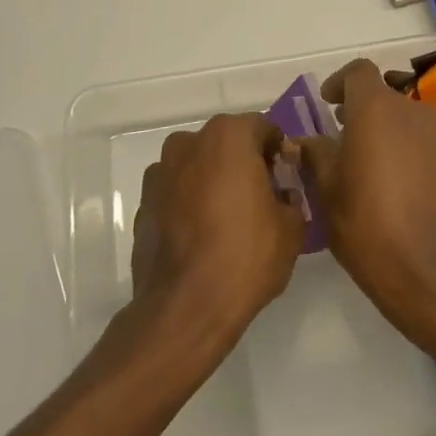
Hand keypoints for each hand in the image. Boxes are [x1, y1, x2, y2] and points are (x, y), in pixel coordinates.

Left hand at [130, 113, 304, 350]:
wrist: (185, 307)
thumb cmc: (246, 256)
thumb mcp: (292, 227)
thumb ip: (291, 198)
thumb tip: (281, 195)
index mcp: (229, 137)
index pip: (262, 127)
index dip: (279, 151)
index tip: (286, 177)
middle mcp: (189, 143)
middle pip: (226, 143)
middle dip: (244, 162)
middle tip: (261, 196)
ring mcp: (160, 173)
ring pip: (198, 165)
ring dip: (214, 180)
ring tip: (228, 218)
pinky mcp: (143, 203)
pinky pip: (177, 192)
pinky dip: (190, 203)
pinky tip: (202, 235)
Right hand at [300, 60, 435, 340]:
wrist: (425, 266)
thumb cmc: (365, 221)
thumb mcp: (327, 187)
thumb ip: (316, 153)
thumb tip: (306, 140)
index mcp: (376, 107)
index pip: (359, 72)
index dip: (340, 82)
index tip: (327, 104)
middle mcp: (411, 110)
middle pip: (383, 94)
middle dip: (361, 109)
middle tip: (341, 137)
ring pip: (404, 117)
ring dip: (384, 128)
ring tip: (365, 161)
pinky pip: (421, 139)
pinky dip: (404, 146)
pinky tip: (392, 180)